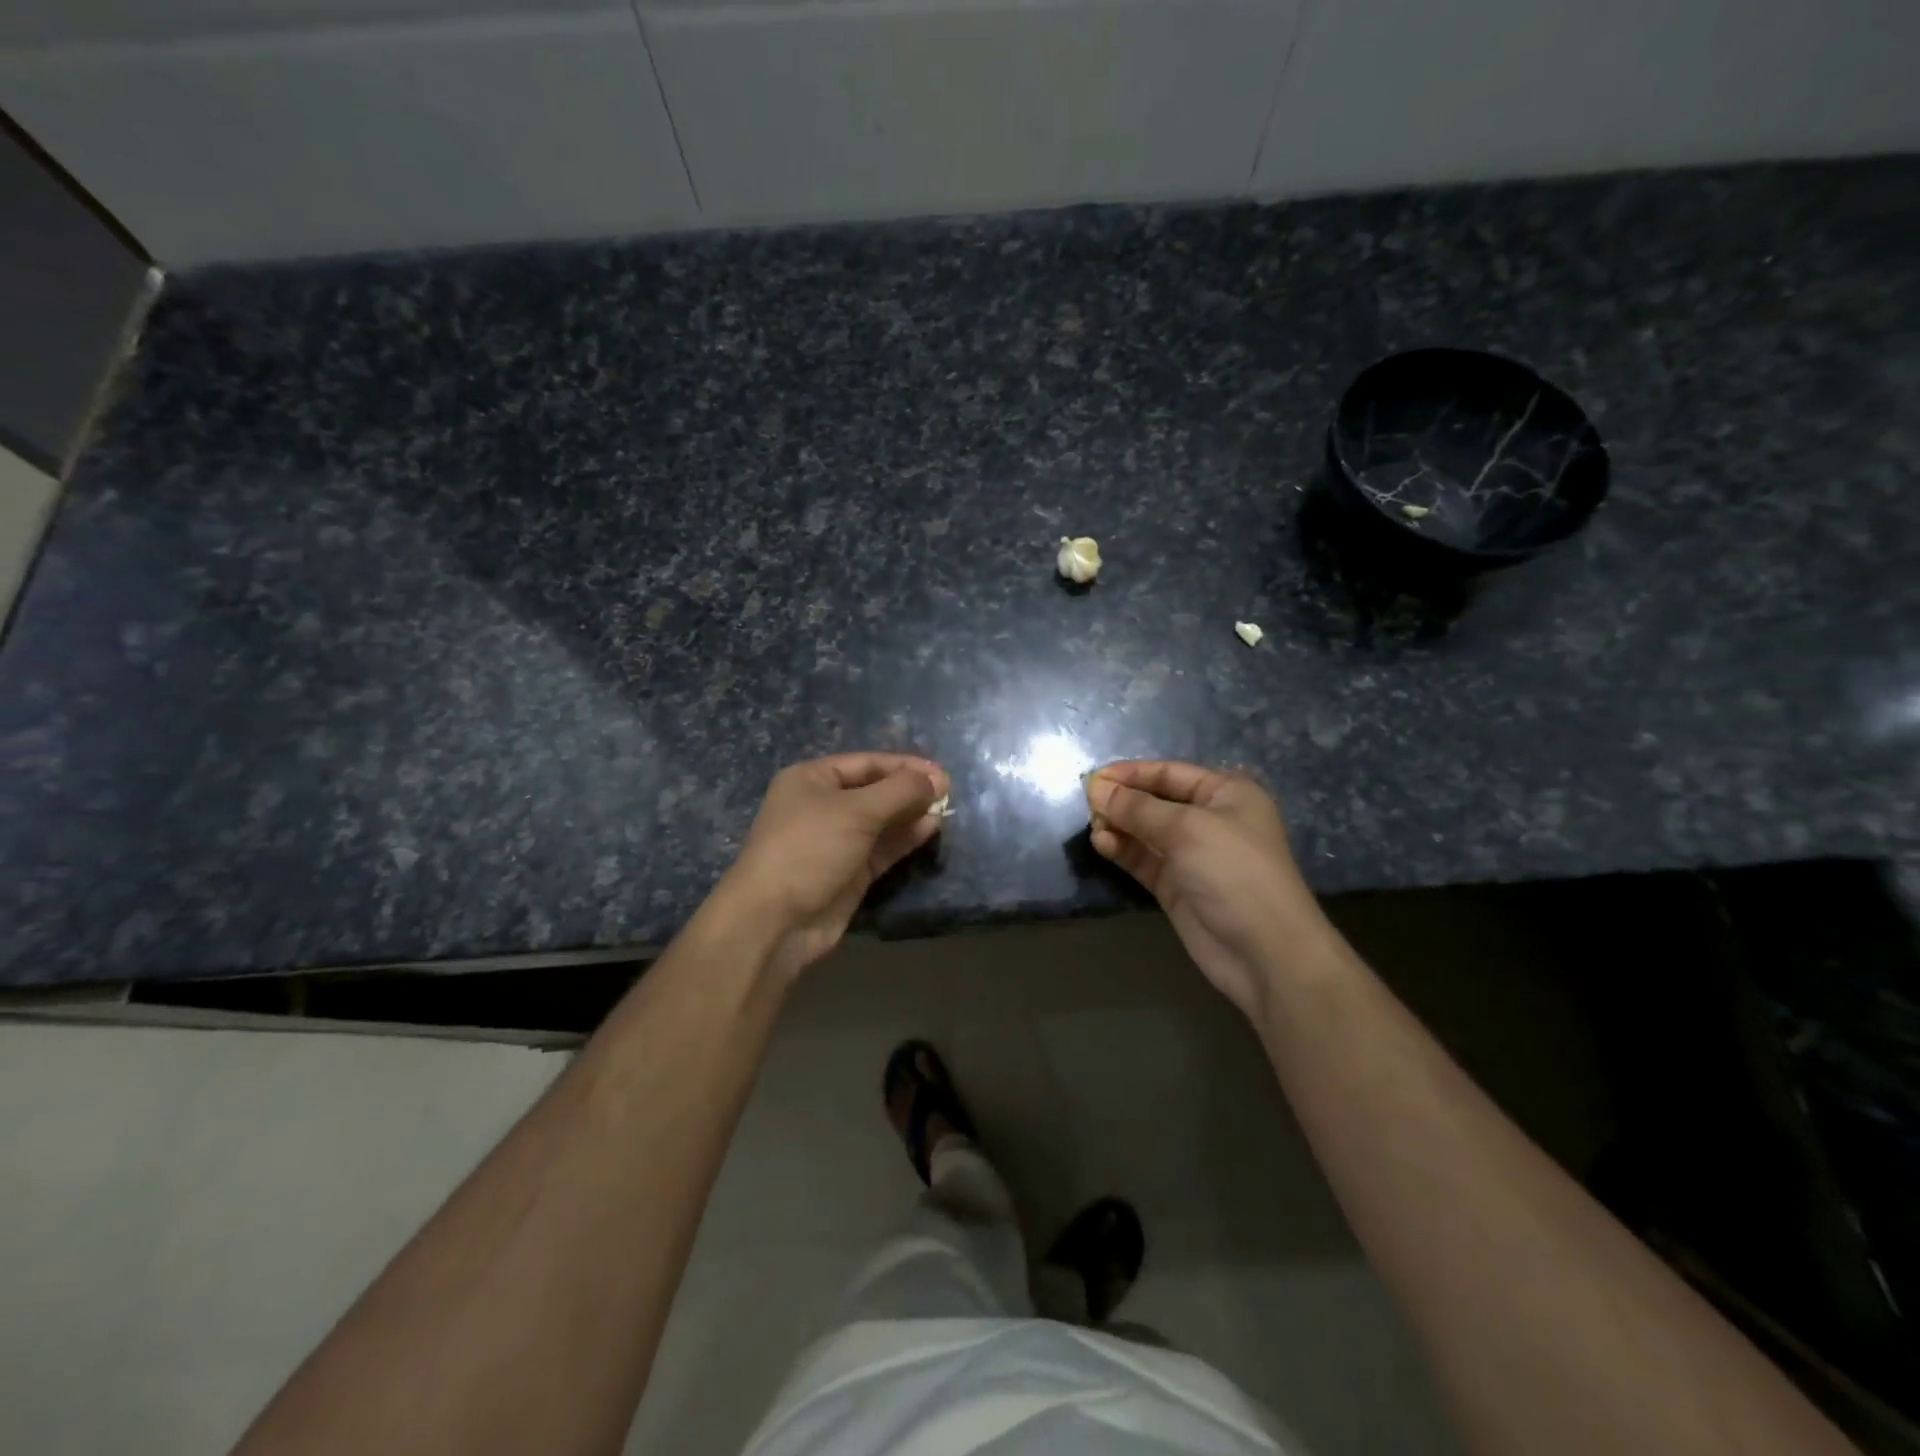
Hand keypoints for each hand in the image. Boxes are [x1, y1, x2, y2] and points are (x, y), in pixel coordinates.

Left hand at [714, 753, 949, 984]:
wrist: (775, 921)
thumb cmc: (809, 849)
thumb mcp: (856, 811)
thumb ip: (900, 791)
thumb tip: (937, 779)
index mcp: (812, 779)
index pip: (866, 762)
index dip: (904, 765)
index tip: (941, 772)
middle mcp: (823, 806)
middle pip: (875, 790)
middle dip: (909, 790)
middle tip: (948, 792)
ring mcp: (836, 841)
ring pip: (881, 820)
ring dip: (911, 814)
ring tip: (945, 810)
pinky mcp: (849, 871)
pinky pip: (882, 847)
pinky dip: (904, 838)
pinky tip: (930, 829)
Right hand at [1085, 761, 1329, 1016]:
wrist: (1265, 951)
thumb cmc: (1234, 872)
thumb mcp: (1187, 829)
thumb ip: (1138, 808)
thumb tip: (1097, 789)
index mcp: (1225, 794)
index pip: (1169, 773)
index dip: (1132, 773)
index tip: (1094, 779)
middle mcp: (1209, 819)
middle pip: (1155, 801)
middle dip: (1122, 800)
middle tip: (1086, 804)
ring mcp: (1192, 855)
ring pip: (1145, 831)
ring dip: (1118, 826)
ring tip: (1093, 826)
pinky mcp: (1176, 886)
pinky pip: (1143, 859)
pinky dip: (1123, 850)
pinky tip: (1102, 844)